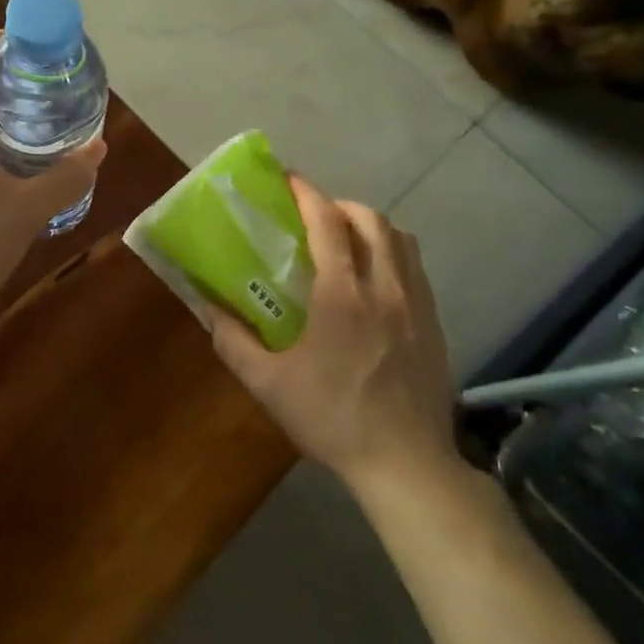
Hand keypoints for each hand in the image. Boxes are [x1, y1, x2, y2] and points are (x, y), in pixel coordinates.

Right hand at [206, 175, 463, 490]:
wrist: (406, 464)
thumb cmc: (332, 419)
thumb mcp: (268, 385)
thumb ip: (233, 341)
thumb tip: (208, 307)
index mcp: (342, 297)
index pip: (328, 224)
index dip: (307, 194)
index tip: (288, 179)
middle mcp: (385, 289)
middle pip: (371, 220)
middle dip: (340, 205)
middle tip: (314, 217)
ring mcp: (417, 305)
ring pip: (401, 239)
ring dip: (371, 226)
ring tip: (346, 242)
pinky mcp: (435, 324)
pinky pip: (416, 268)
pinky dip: (393, 254)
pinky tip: (375, 281)